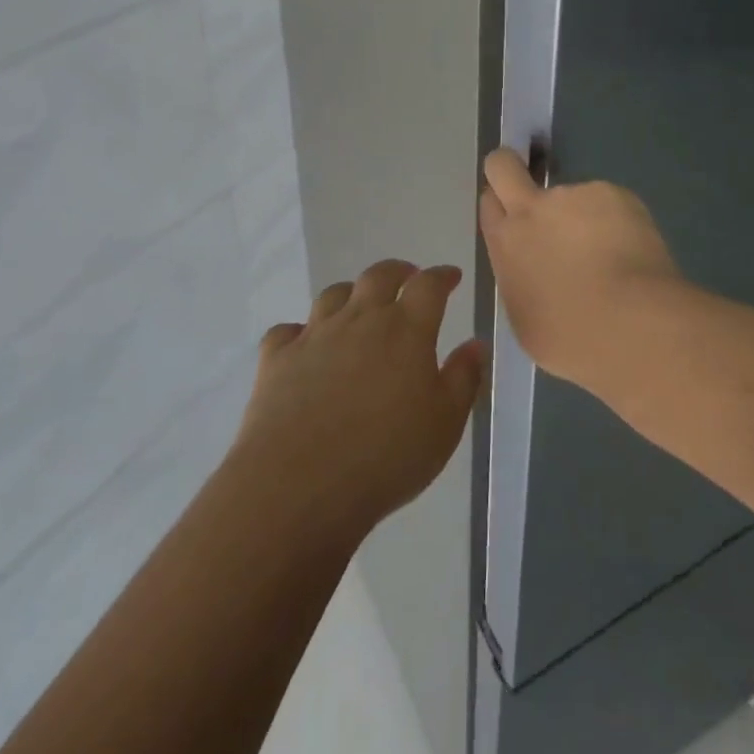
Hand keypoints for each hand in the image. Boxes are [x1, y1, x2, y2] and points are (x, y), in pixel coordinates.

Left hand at [235, 261, 482, 541]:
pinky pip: (287, 330)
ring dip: (351, 293)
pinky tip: (303, 344)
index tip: (451, 276)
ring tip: (358, 304)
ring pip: (333, 295)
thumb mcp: (444, 424)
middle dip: (397, 271)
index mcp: (405, 330)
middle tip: (407, 276)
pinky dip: (299, 332)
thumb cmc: (386, 456)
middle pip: (378, 276)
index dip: (442, 276)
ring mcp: (315, 334)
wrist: (300, 483)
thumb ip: (464, 379)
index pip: (429, 286)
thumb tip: (476, 343)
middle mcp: (360, 319)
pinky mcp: (277, 357)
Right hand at [478, 149, 691, 391]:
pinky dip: (617, 223)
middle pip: (503, 166)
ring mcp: (574, 195)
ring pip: (571, 197)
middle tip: (531, 191)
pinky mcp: (614, 194)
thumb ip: (521, 280)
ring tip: (612, 258)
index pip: (489, 203)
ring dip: (583, 217)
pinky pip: (609, 204)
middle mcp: (532, 209)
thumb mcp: (525, 319)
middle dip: (508, 167)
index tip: (515, 218)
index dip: (500, 206)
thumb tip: (533, 270)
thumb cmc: (573, 339)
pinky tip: (634, 256)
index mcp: (506, 243)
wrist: (633, 326)